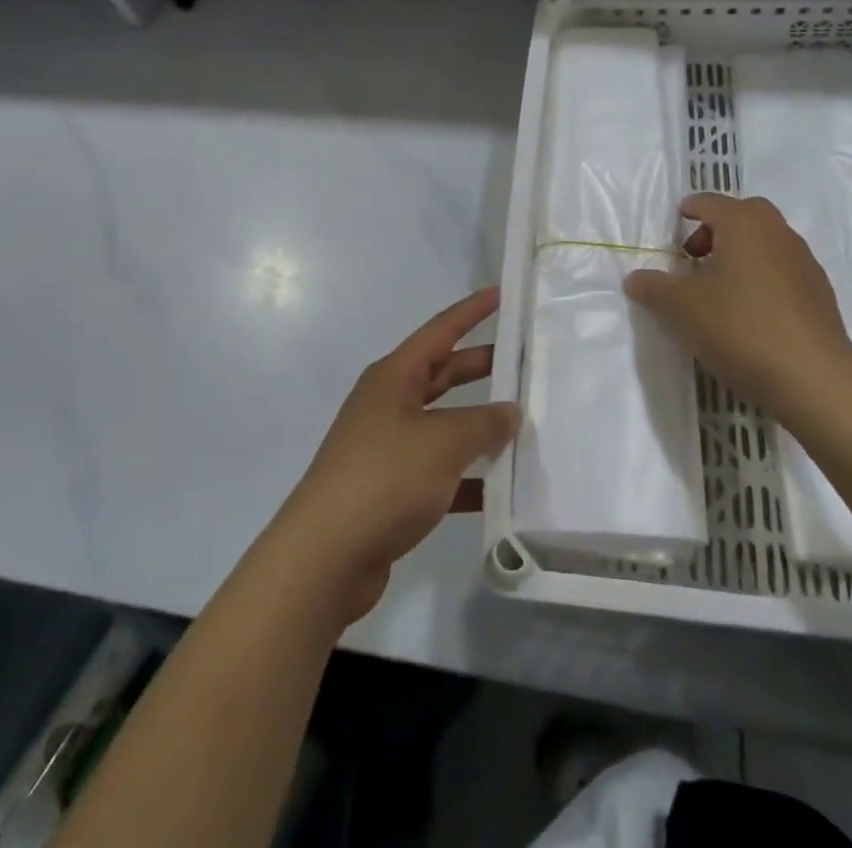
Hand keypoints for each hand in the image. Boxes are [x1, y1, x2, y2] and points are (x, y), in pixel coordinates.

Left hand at [275, 288, 519, 628]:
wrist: (325, 558)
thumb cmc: (384, 478)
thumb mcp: (442, 442)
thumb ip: (483, 423)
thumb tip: (510, 412)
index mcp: (394, 377)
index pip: (441, 330)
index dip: (472, 311)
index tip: (502, 294)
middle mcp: (389, 404)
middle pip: (443, 374)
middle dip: (483, 368)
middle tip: (525, 364)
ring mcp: (388, 447)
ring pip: (444, 425)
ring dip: (479, 427)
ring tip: (526, 426)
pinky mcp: (391, 490)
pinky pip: (440, 472)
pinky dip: (468, 477)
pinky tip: (502, 491)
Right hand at [623, 194, 851, 425]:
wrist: (814, 378)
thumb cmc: (740, 327)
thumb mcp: (682, 308)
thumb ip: (654, 288)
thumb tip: (634, 278)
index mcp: (744, 223)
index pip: (709, 202)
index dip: (689, 209)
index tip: (676, 220)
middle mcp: (777, 232)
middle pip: (743, 216)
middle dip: (716, 229)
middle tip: (694, 257)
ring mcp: (804, 262)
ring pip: (765, 243)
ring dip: (740, 254)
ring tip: (718, 289)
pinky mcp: (819, 293)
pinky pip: (781, 270)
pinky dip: (761, 278)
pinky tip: (748, 313)